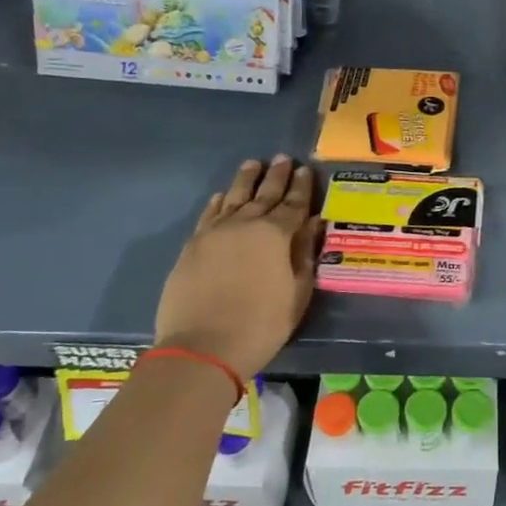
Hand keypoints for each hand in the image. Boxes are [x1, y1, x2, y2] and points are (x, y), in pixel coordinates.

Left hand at [154, 156, 321, 377]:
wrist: (203, 347)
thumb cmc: (261, 325)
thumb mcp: (296, 293)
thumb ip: (304, 255)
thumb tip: (313, 224)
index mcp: (276, 234)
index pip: (294, 204)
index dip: (301, 187)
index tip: (305, 169)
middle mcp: (245, 224)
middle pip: (264, 194)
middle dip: (276, 176)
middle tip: (283, 158)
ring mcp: (215, 233)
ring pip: (233, 197)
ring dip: (245, 180)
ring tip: (253, 164)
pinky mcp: (192, 246)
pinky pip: (208, 215)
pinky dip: (216, 203)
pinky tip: (220, 196)